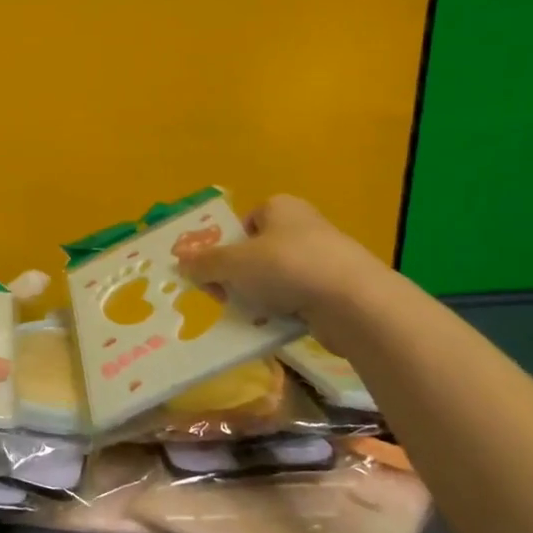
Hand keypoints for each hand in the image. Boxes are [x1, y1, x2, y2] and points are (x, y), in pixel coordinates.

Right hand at [175, 195, 383, 328]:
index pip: (243, 223)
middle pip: (255, 253)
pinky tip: (273, 325)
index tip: (213, 271)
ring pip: (274, 279)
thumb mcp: (234, 263)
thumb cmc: (287, 267)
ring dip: (257, 297)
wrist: (352, 302)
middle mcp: (302, 226)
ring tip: (248, 314)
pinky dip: (281, 311)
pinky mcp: (334, 289)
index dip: (225, 246)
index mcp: (280, 207)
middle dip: (237, 276)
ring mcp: (322, 258)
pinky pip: (295, 299)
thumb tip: (180, 263)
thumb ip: (205, 263)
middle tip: (224, 296)